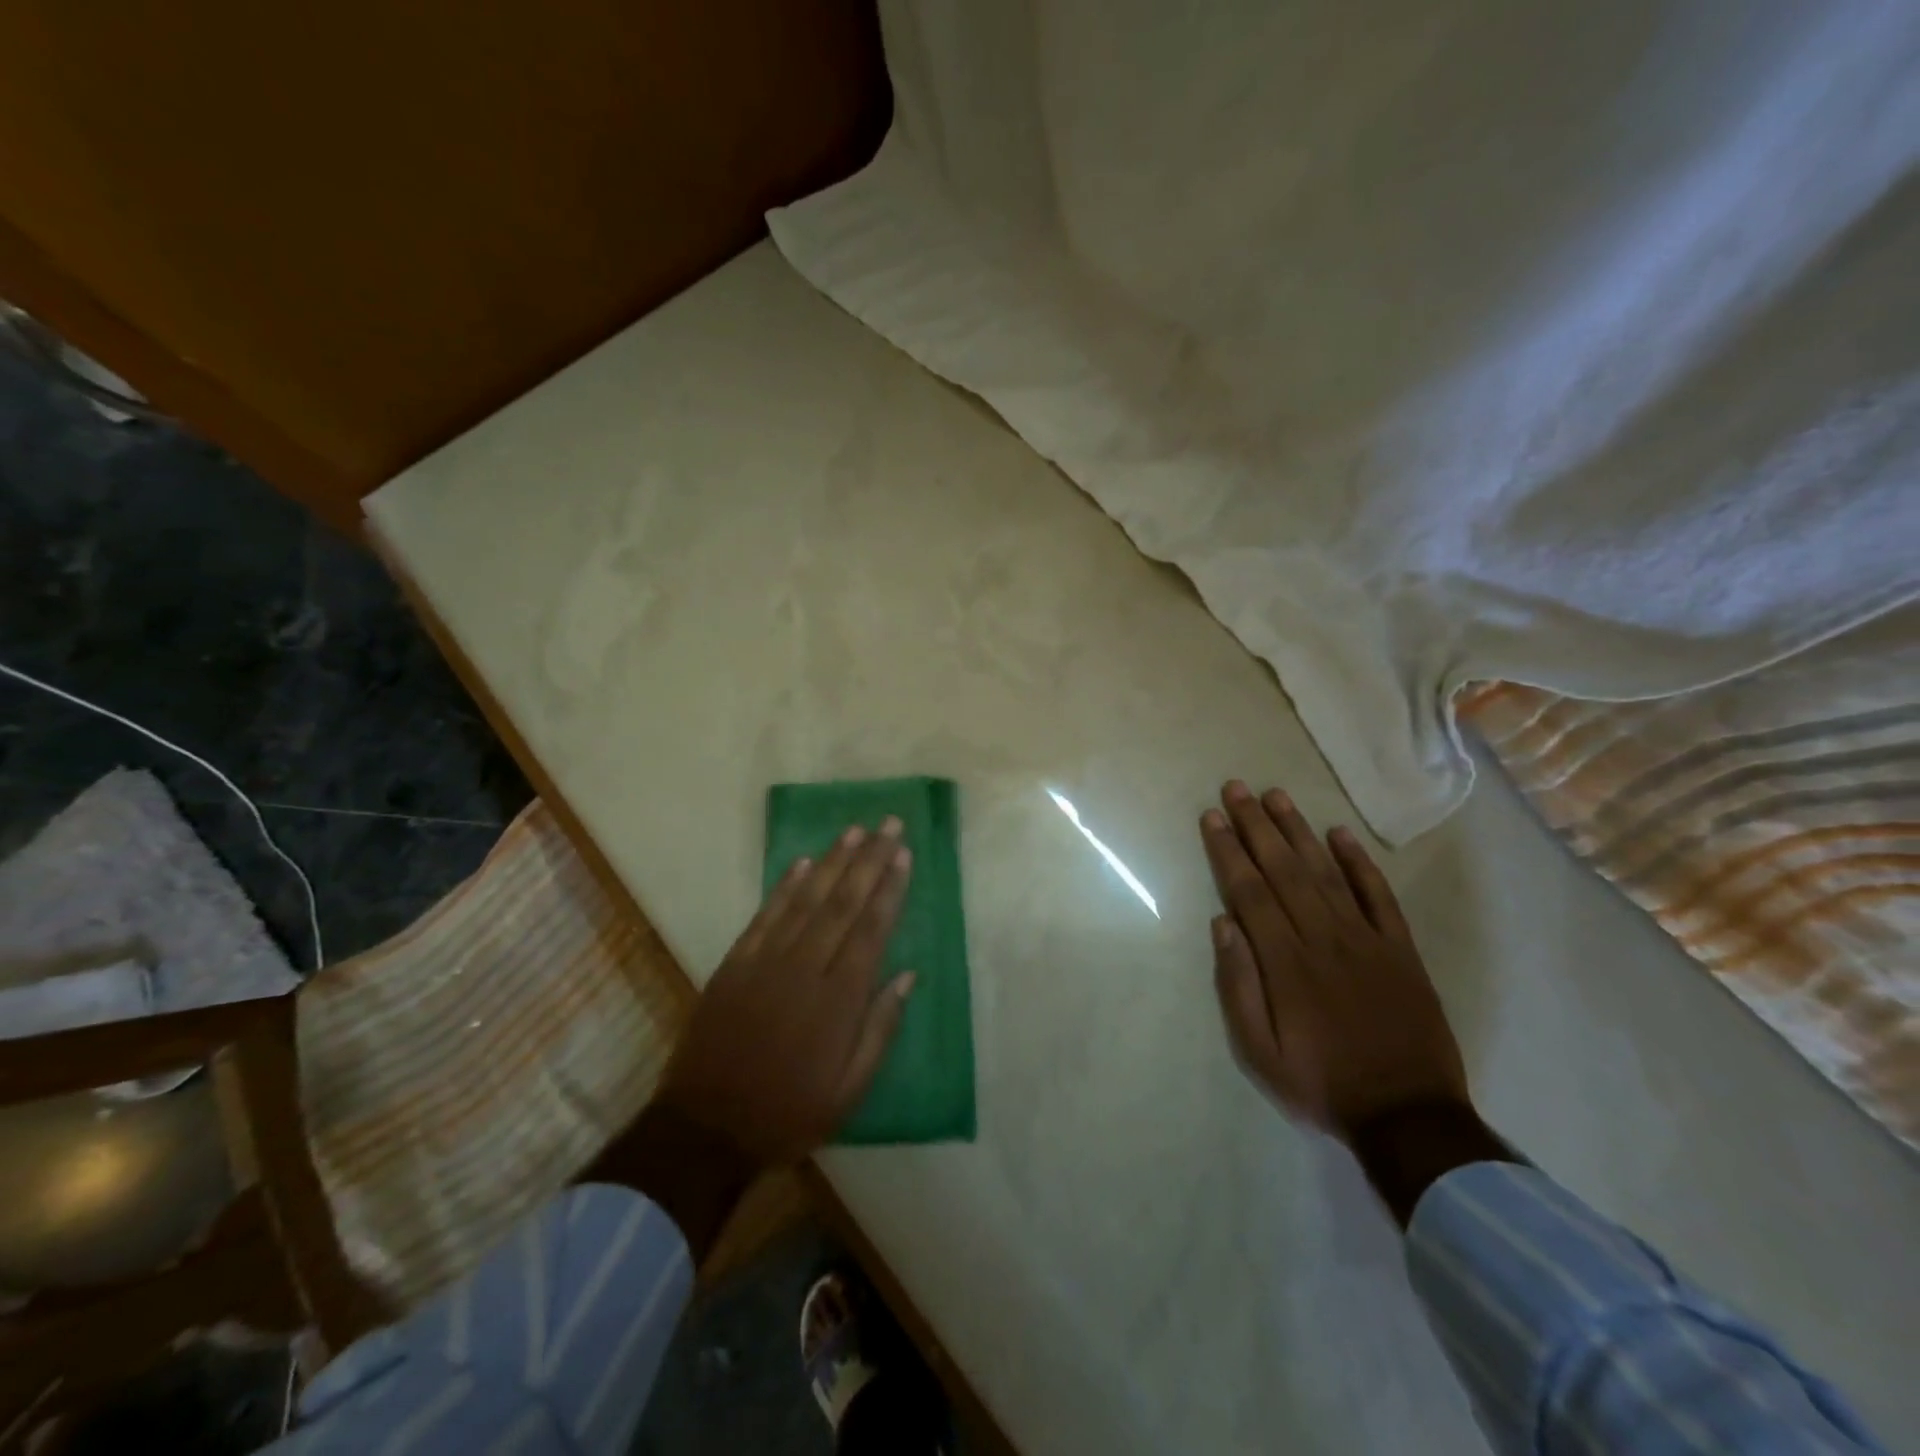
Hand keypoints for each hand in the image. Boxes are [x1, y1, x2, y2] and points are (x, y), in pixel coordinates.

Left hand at [659, 818, 915, 1166]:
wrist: (705, 1128)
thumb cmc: (788, 1113)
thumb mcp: (849, 1091)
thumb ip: (880, 1030)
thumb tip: (908, 976)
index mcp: (838, 1000)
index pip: (871, 930)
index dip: (889, 889)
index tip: (903, 855)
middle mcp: (805, 969)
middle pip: (843, 904)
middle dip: (869, 861)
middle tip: (888, 825)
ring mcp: (765, 962)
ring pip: (806, 900)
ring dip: (832, 862)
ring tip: (854, 830)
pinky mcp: (734, 964)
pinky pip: (764, 916)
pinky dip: (784, 887)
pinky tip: (802, 863)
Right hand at [1199, 781, 1468, 1141]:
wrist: (1410, 1115)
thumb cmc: (1322, 1084)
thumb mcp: (1260, 1052)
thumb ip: (1238, 987)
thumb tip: (1222, 924)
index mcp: (1286, 963)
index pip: (1249, 892)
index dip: (1228, 851)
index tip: (1212, 817)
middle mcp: (1324, 938)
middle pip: (1284, 870)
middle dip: (1255, 825)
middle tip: (1236, 788)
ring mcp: (1367, 940)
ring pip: (1326, 872)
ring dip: (1298, 831)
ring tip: (1276, 796)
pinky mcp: (1401, 950)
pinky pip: (1379, 896)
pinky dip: (1359, 862)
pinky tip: (1339, 834)